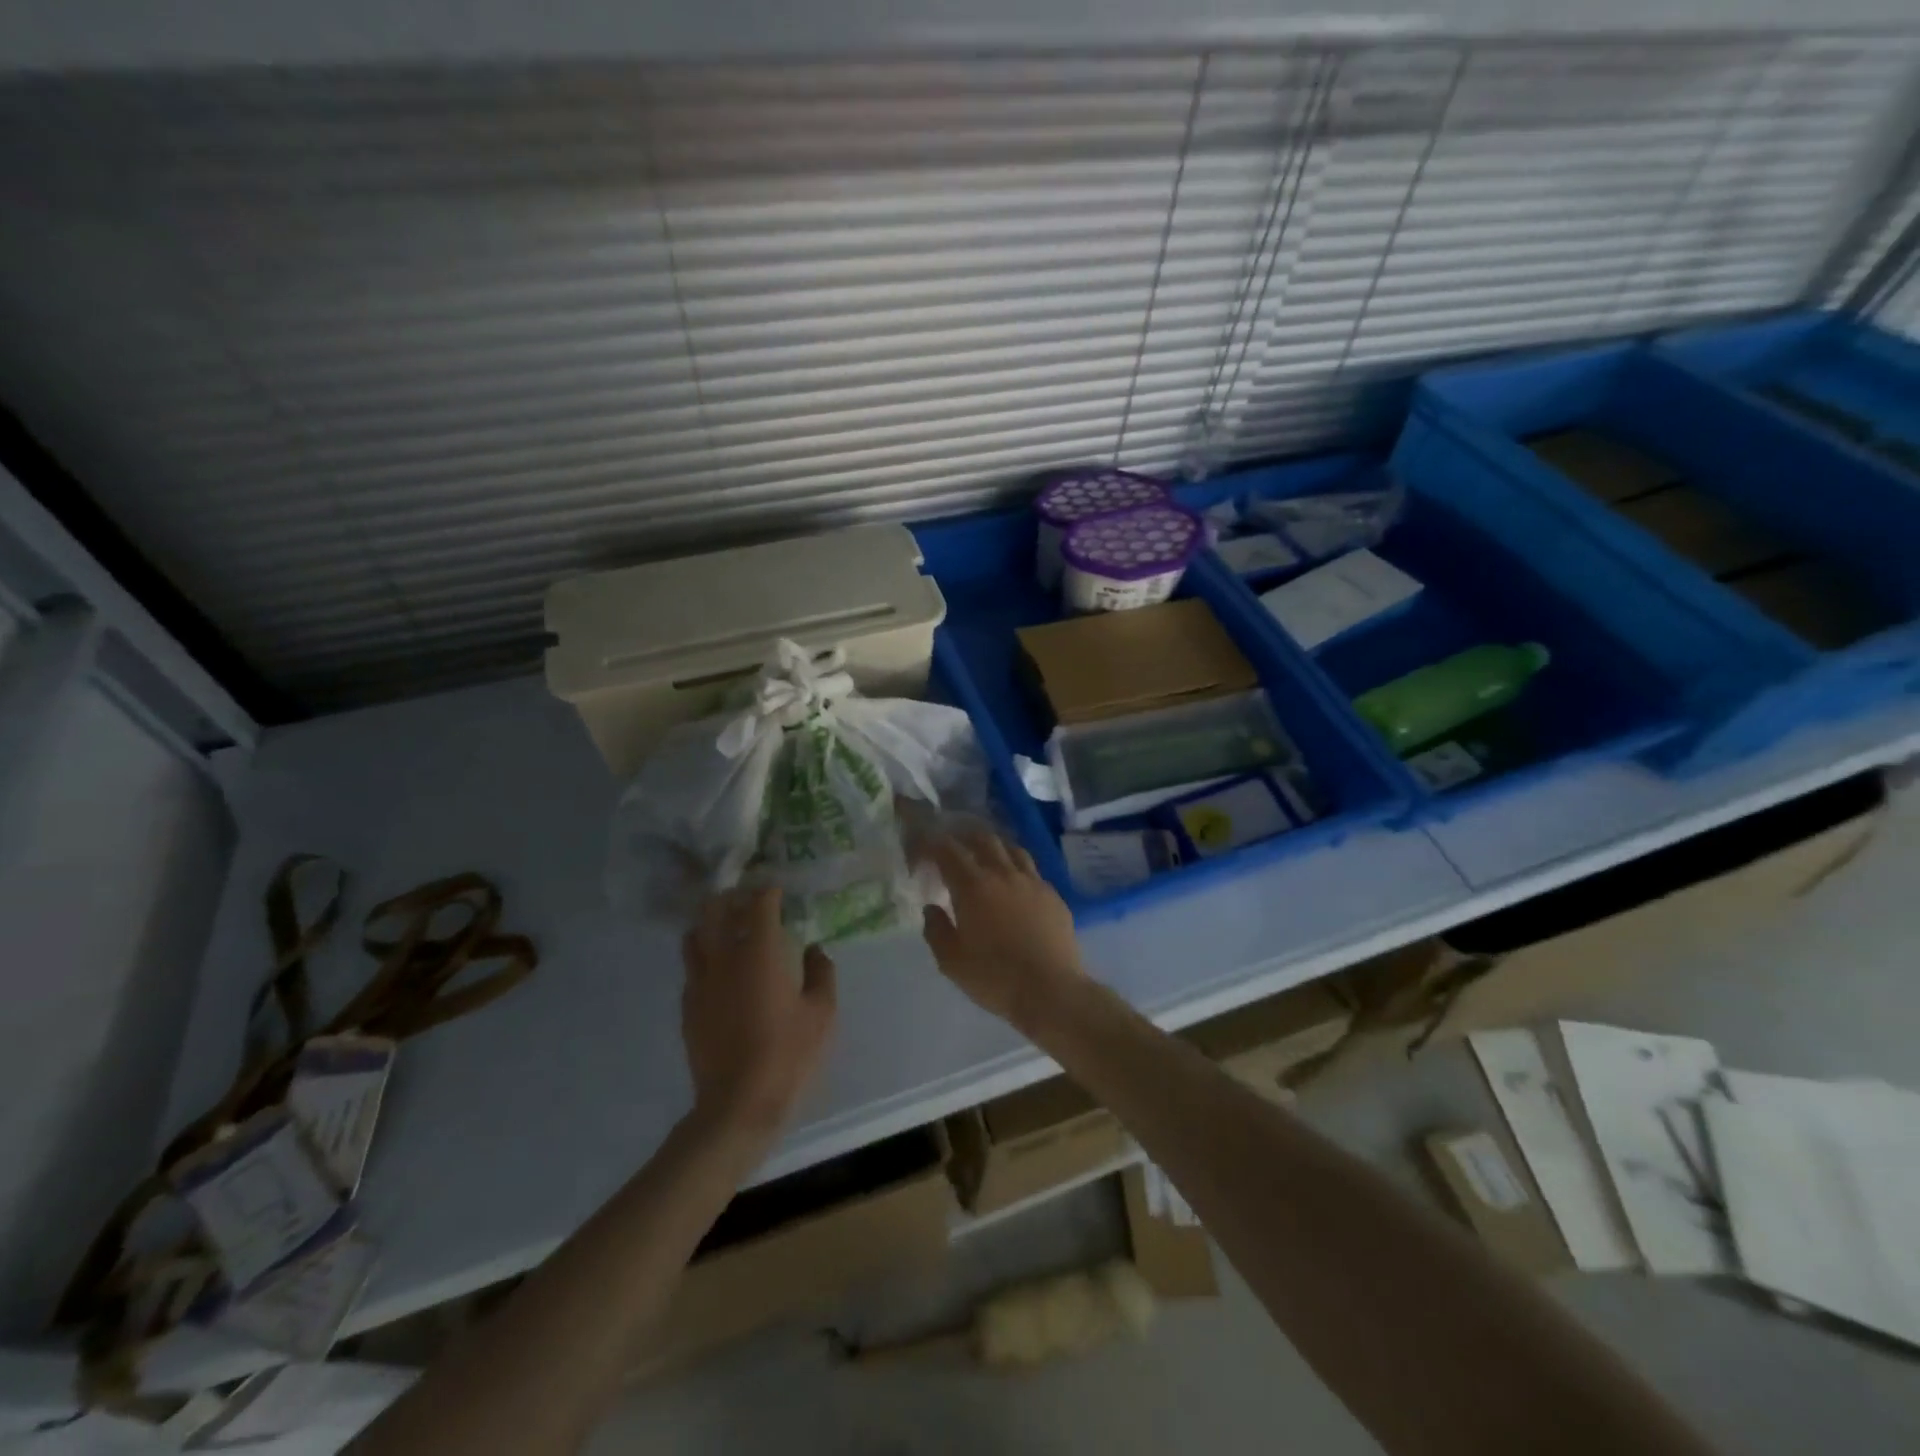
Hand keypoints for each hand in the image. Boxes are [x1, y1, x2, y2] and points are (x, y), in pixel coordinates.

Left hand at [681, 886, 836, 1135]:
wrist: (738, 1103)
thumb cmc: (788, 1054)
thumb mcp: (822, 1013)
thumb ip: (821, 973)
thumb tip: (814, 950)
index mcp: (760, 953)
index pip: (759, 904)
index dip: (769, 892)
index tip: (779, 891)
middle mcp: (724, 958)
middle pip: (715, 909)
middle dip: (731, 897)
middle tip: (749, 902)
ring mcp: (700, 982)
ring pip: (694, 935)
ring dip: (710, 924)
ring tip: (728, 930)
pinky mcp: (687, 1006)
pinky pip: (691, 968)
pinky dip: (704, 958)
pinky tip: (721, 972)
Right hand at [918, 828, 1085, 1031]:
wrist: (1051, 990)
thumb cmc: (995, 977)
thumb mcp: (951, 961)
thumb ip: (936, 930)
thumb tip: (931, 908)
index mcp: (973, 886)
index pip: (948, 850)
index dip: (931, 843)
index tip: (922, 849)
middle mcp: (1004, 874)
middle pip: (983, 839)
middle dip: (964, 837)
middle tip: (953, 846)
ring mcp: (1033, 882)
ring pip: (1012, 849)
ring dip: (995, 847)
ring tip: (986, 856)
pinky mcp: (1053, 895)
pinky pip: (1032, 871)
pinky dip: (1017, 868)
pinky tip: (1016, 884)